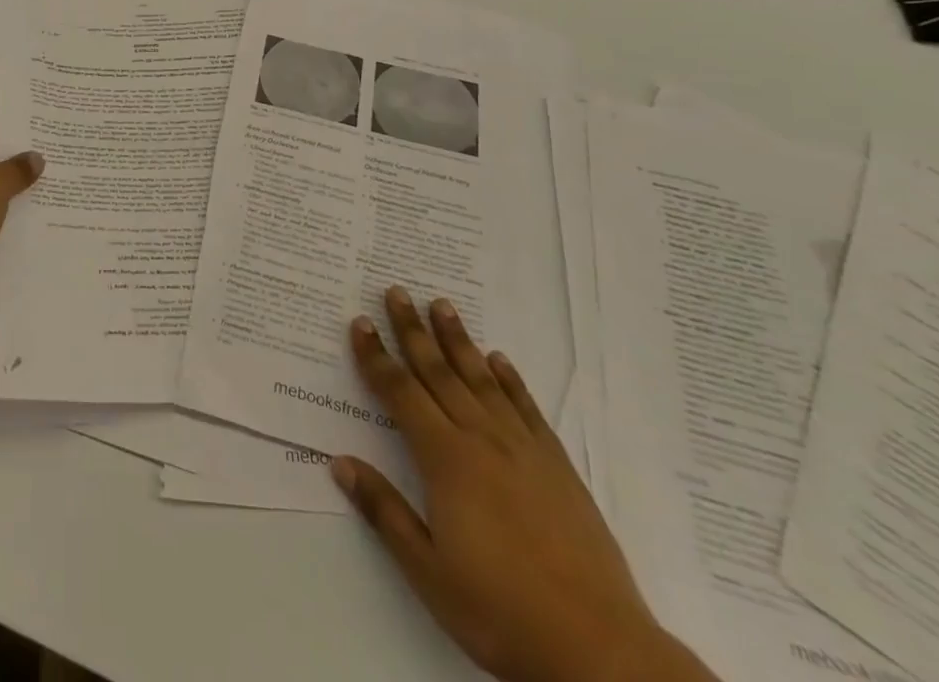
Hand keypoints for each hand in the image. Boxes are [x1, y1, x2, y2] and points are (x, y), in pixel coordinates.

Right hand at [333, 289, 713, 681]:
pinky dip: (510, 379)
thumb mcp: (428, 571)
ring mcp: (523, 449)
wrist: (599, 651)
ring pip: (480, 379)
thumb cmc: (501, 611)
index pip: (400, 393)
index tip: (360, 323)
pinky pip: (526, 408)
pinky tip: (499, 360)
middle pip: (437, 372)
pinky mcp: (557, 466)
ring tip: (442, 305)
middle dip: (412, 330)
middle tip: (396, 291)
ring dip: (457, 340)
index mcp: (445, 460)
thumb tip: (339, 461)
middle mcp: (481, 439)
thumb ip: (384, 510)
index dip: (376, 357)